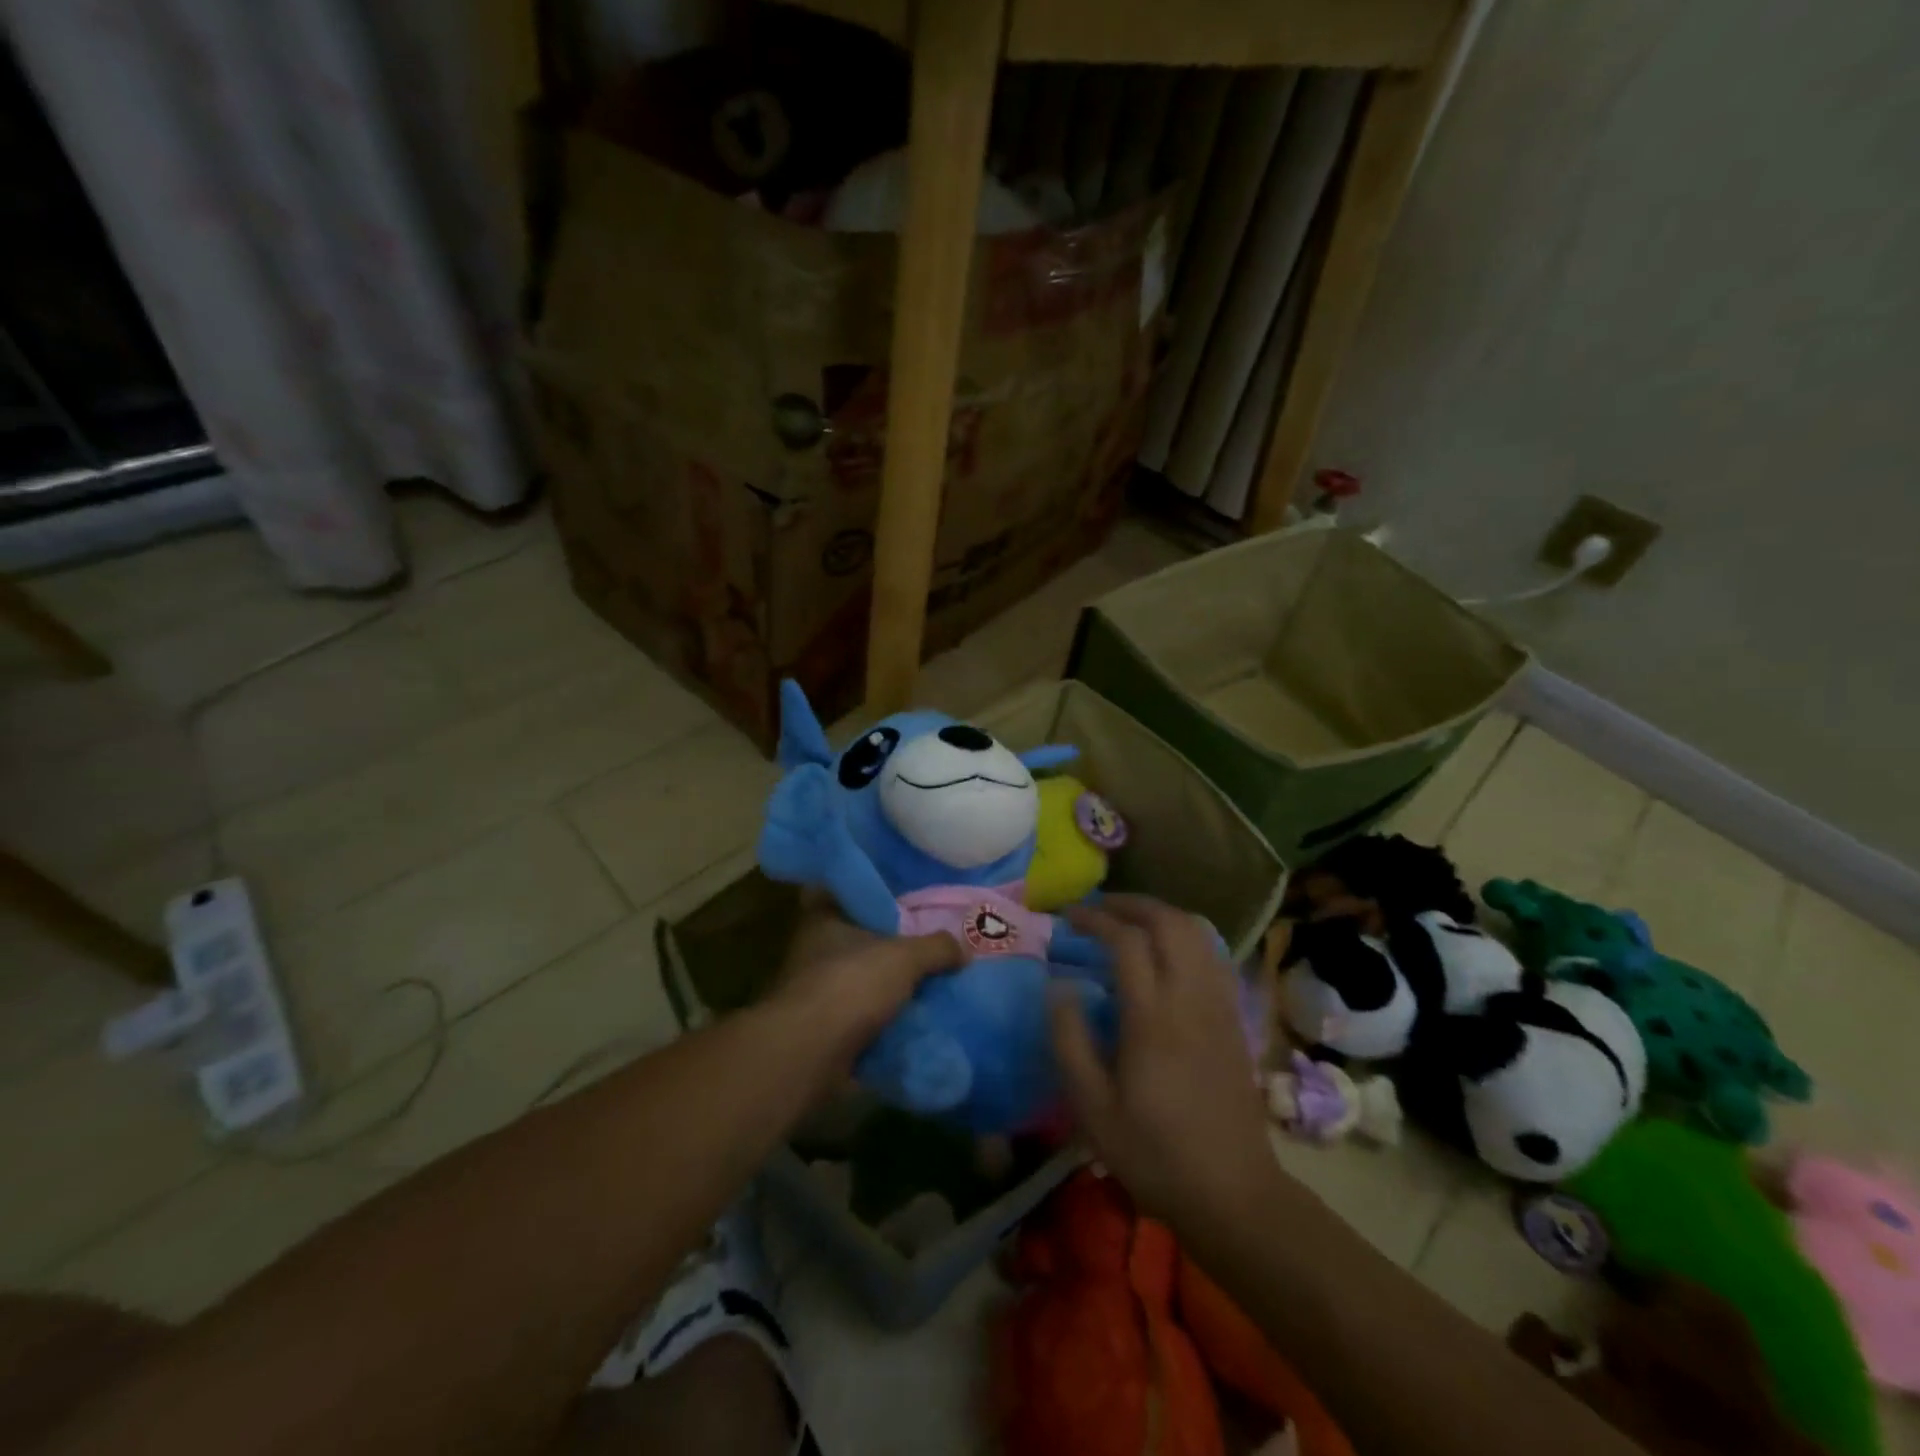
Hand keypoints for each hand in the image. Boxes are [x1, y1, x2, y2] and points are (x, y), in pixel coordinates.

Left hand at [769, 894, 965, 1087]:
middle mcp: (815, 953)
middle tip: (932, 951)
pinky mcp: (823, 1033)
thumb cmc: (851, 985)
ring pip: (862, 986)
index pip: (847, 896)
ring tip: (933, 992)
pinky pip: (863, 1024)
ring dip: (889, 994)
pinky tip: (917, 1028)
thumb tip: (963, 949)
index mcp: (825, 920)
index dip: (877, 899)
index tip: (907, 903)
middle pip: (860, 944)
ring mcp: (817, 996)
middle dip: (891, 951)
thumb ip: (936, 947)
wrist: (809, 1054)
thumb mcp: (904, 957)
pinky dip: (885, 1028)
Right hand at [1049, 896, 1281, 1232]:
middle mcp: (1191, 999)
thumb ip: (1069, 1041)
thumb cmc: (1154, 1154)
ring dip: (1161, 915)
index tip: (1068, 917)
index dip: (1095, 919)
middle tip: (1098, 908)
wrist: (1233, 1194)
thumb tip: (1058, 987)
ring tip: (1129, 921)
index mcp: (1152, 1018)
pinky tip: (1167, 952)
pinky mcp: (1235, 1019)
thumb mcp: (1093, 1108)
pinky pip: (1213, 955)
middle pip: (1169, 922)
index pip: (1126, 941)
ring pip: (1198, 932)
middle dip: (1131, 904)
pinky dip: (1187, 936)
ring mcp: (1219, 1006)